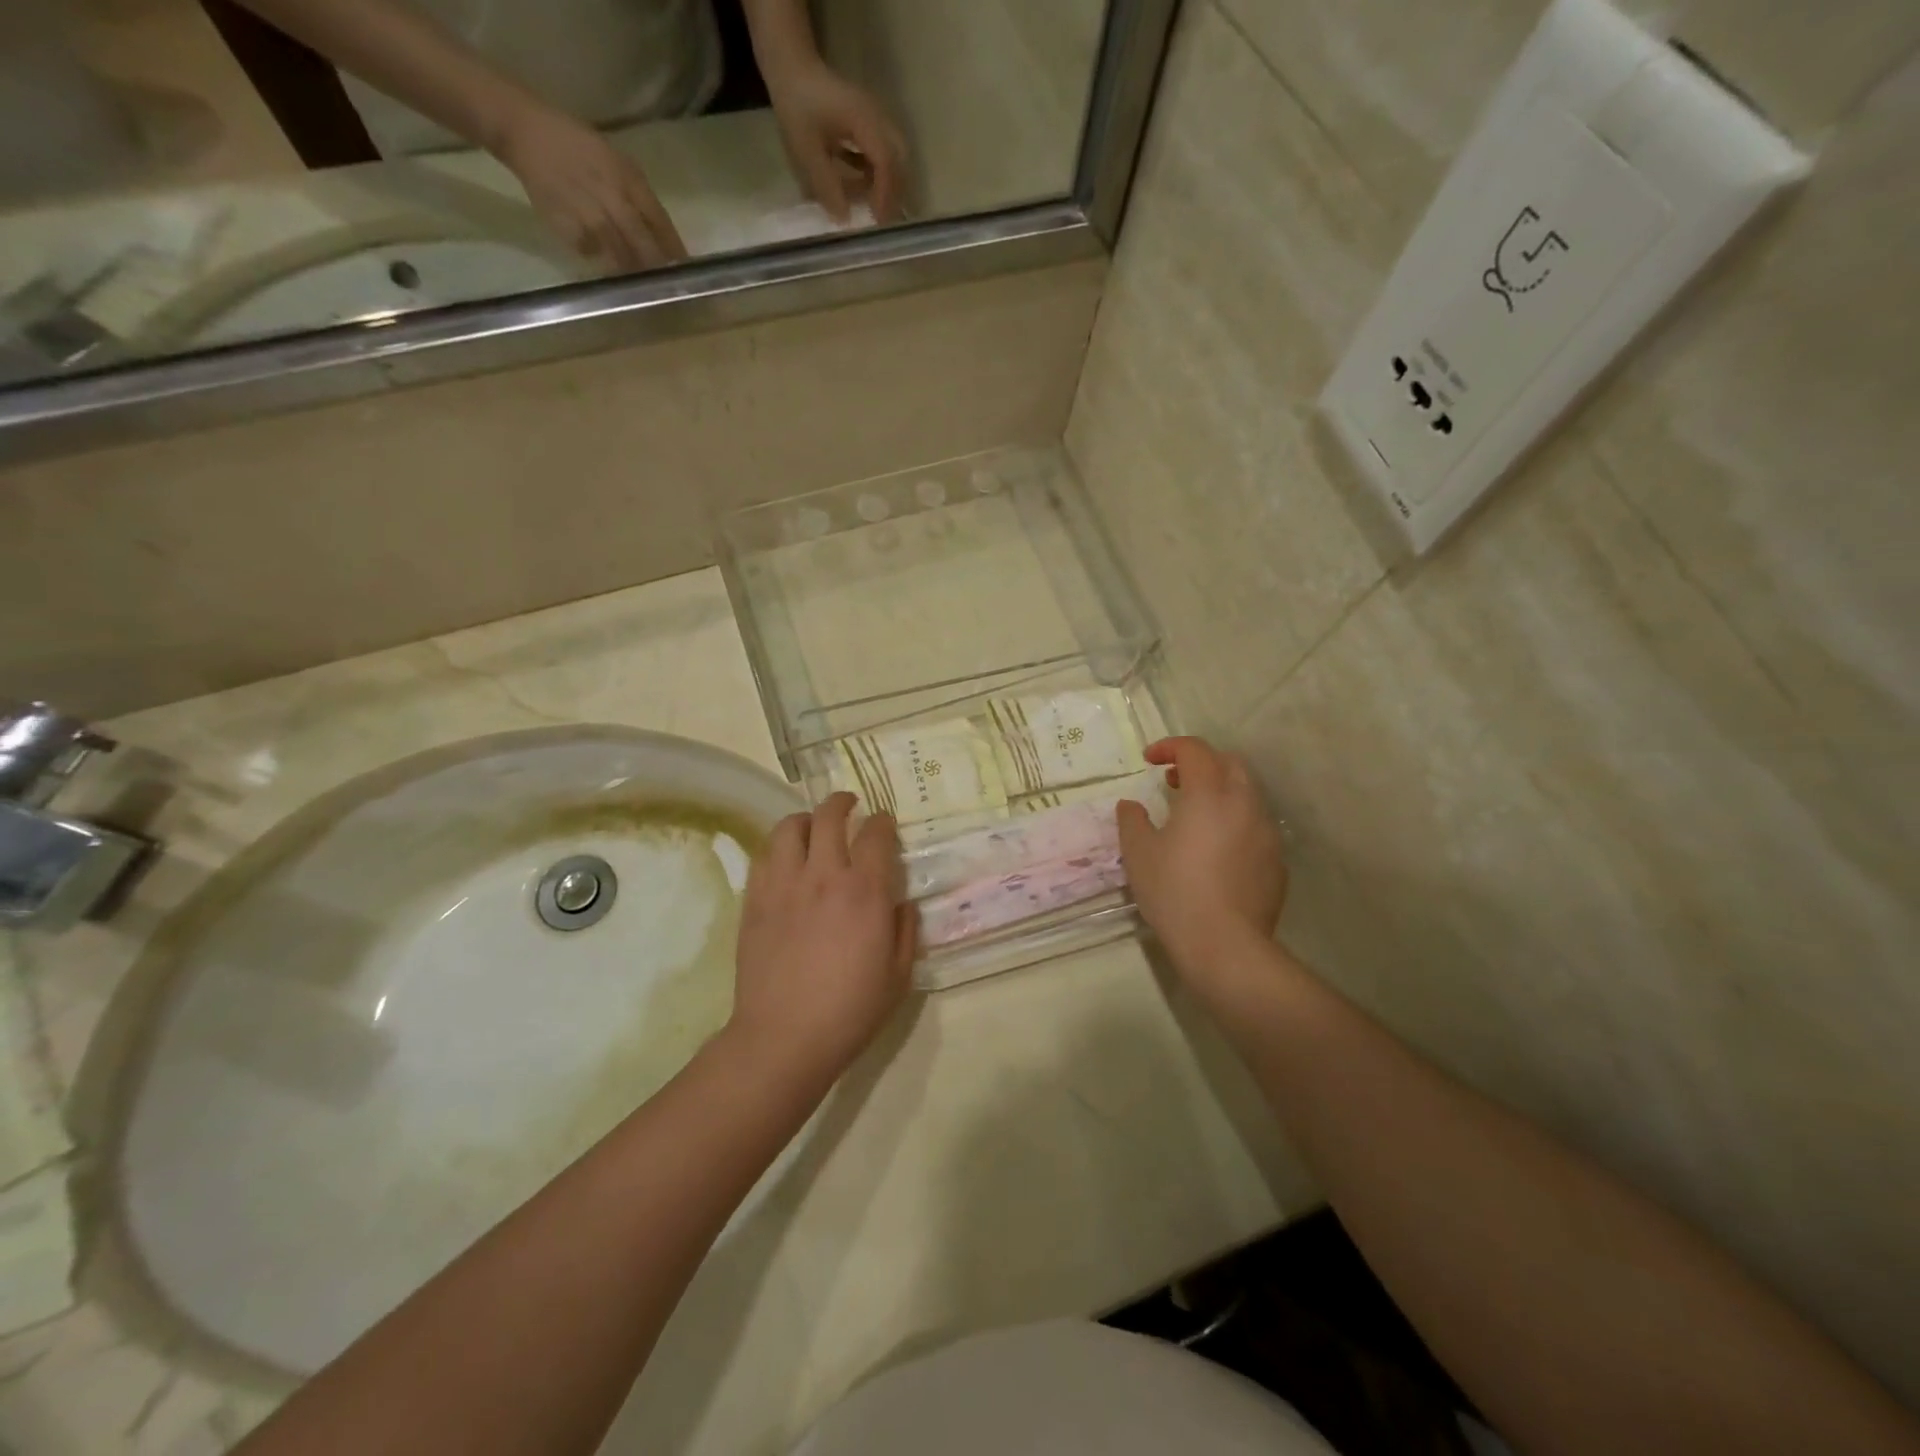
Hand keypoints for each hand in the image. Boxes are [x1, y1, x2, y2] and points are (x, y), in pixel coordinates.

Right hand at [490, 100, 687, 269]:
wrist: (527, 132)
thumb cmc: (580, 147)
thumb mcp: (618, 163)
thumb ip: (641, 198)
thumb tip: (664, 239)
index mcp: (628, 180)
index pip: (660, 223)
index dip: (675, 250)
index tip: (686, 270)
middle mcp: (613, 199)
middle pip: (644, 246)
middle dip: (657, 268)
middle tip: (667, 286)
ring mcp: (590, 216)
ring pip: (621, 257)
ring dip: (633, 272)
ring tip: (642, 286)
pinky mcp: (568, 227)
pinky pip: (592, 254)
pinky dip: (602, 264)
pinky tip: (608, 271)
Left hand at [730, 793, 916, 1086]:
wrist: (784, 1037)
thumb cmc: (850, 1010)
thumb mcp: (899, 975)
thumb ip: (906, 930)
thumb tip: (902, 901)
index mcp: (864, 891)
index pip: (875, 834)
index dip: (882, 821)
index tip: (884, 822)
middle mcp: (823, 876)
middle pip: (829, 816)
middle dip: (842, 803)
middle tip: (849, 805)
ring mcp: (783, 885)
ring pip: (789, 827)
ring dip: (806, 819)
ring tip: (812, 827)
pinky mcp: (754, 900)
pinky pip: (763, 856)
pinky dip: (778, 848)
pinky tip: (786, 860)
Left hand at [766, 60, 906, 222]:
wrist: (792, 67)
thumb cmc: (797, 106)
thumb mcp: (806, 150)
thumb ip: (825, 185)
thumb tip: (844, 219)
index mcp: (864, 121)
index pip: (885, 161)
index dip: (884, 194)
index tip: (877, 221)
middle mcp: (877, 117)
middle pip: (899, 158)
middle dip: (894, 191)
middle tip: (881, 218)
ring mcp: (875, 118)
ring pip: (895, 155)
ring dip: (887, 183)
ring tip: (873, 207)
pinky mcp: (869, 122)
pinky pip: (883, 151)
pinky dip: (878, 172)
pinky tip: (863, 186)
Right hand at [1117, 738, 1287, 974]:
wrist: (1225, 945)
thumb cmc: (1174, 892)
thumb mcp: (1139, 853)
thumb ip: (1132, 821)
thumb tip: (1131, 806)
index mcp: (1209, 794)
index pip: (1195, 750)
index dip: (1170, 747)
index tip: (1149, 761)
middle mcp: (1244, 803)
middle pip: (1229, 763)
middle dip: (1201, 763)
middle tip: (1173, 782)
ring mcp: (1266, 832)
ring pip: (1247, 793)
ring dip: (1220, 792)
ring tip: (1194, 817)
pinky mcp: (1277, 861)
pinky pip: (1255, 826)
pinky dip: (1234, 821)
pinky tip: (1215, 851)